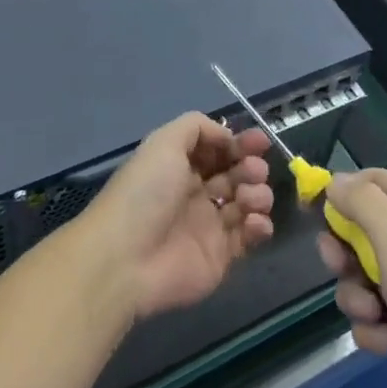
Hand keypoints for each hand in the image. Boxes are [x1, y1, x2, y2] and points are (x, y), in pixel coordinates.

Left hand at [80, 113, 273, 319]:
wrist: (126, 259)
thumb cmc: (145, 194)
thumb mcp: (163, 143)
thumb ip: (197, 127)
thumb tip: (228, 137)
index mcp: (180, 167)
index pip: (218, 150)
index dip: (239, 144)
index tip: (260, 141)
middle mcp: (196, 193)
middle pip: (236, 174)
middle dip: (252, 167)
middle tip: (254, 171)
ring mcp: (210, 226)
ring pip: (248, 203)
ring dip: (258, 194)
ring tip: (249, 199)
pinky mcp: (221, 256)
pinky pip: (250, 236)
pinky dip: (259, 226)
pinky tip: (253, 223)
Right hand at [319, 170, 386, 387]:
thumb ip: (362, 203)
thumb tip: (336, 180)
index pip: (373, 181)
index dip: (342, 191)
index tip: (312, 208)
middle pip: (360, 231)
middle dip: (344, 253)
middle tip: (339, 266)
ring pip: (360, 277)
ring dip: (357, 298)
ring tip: (374, 314)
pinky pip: (373, 314)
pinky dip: (374, 328)